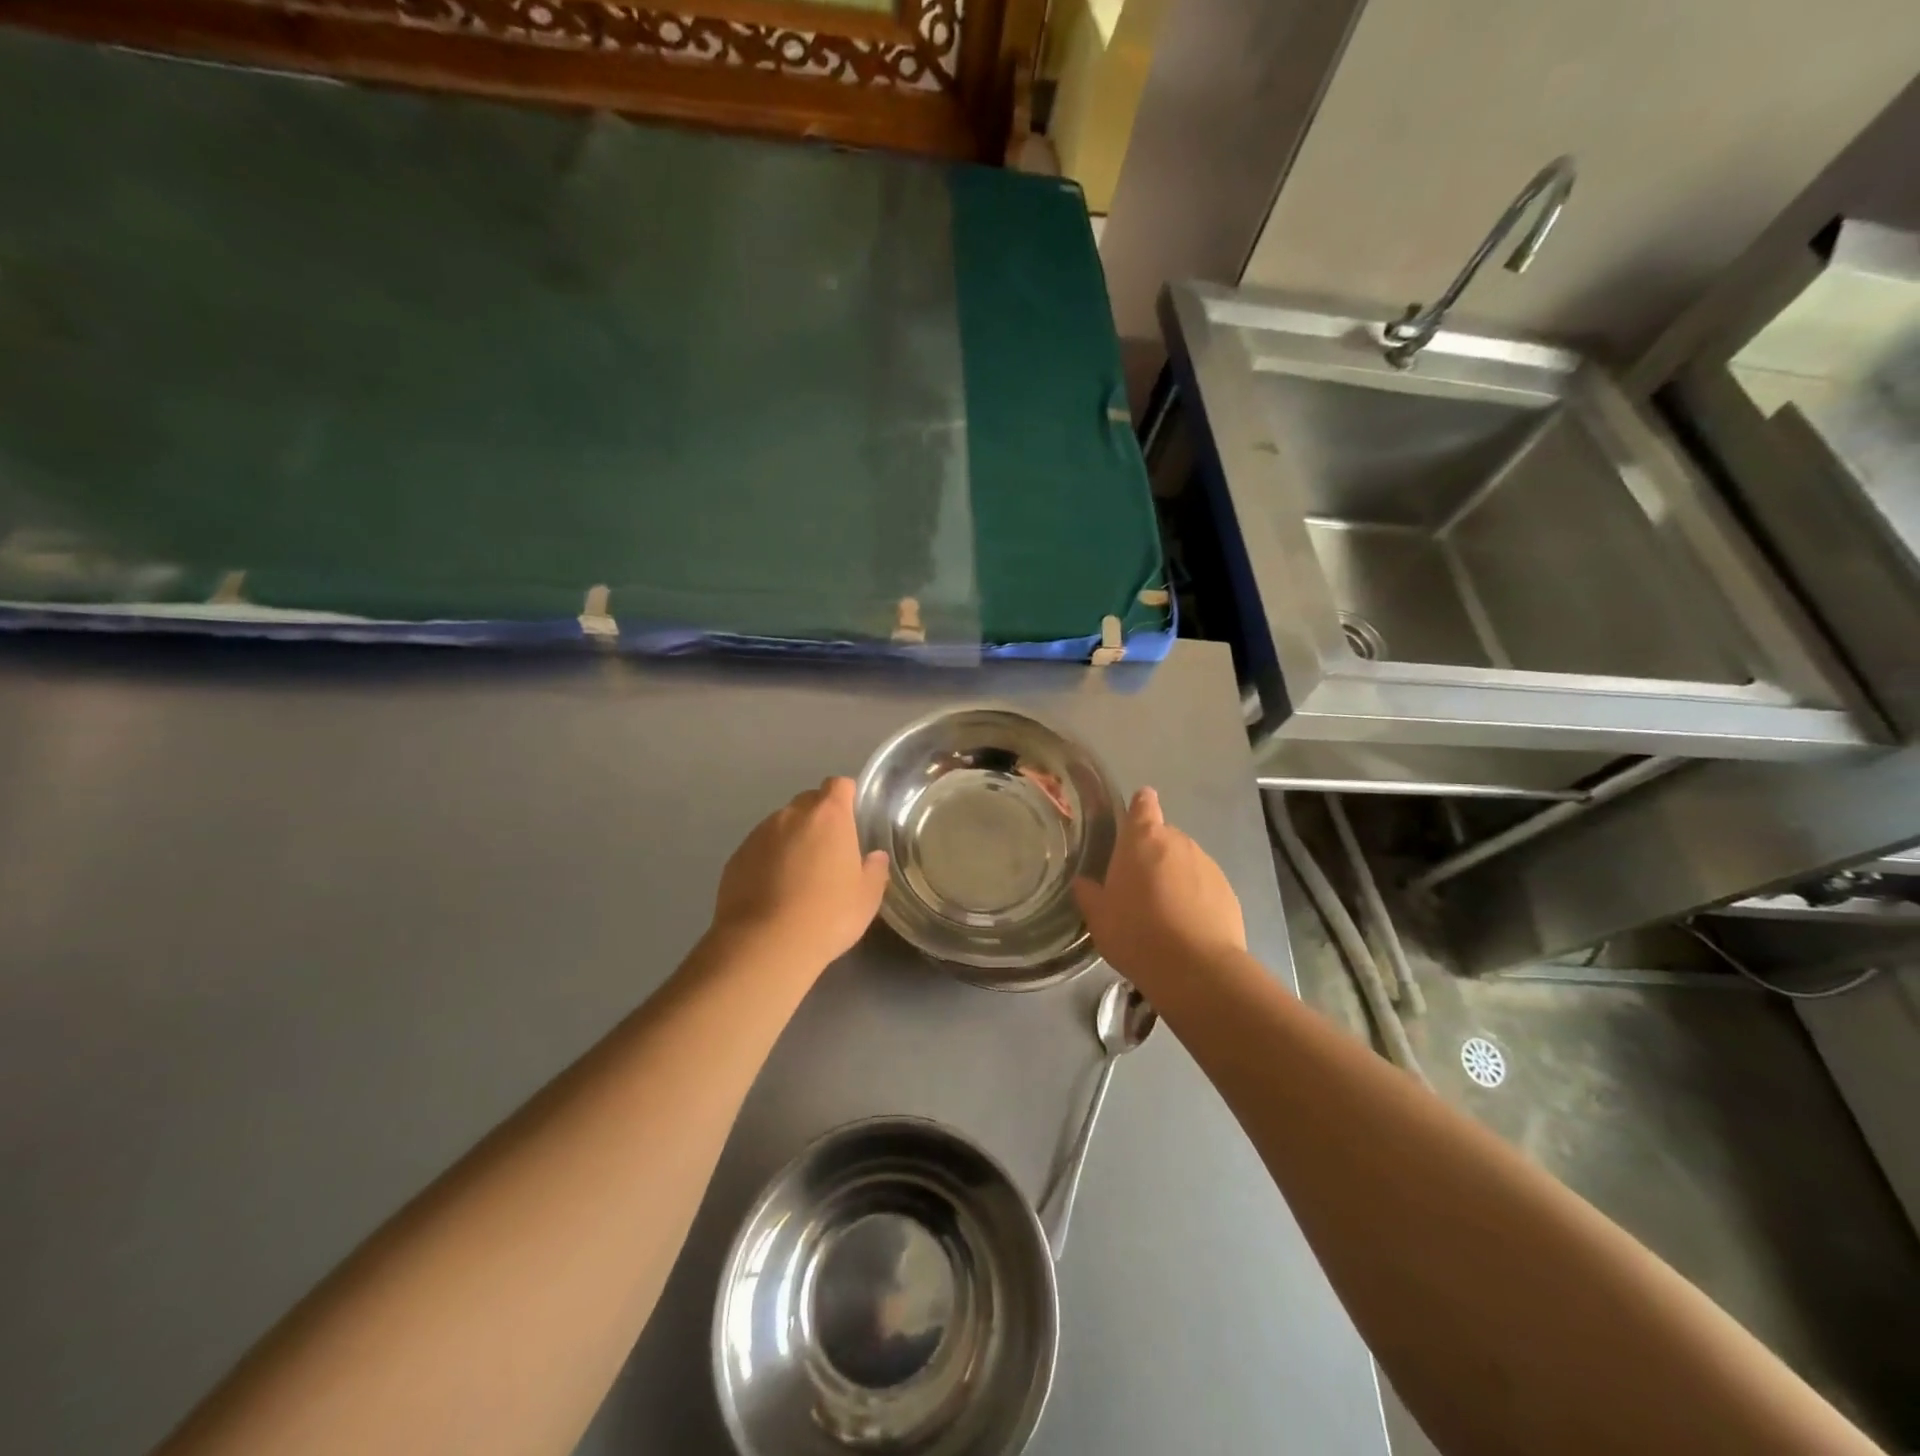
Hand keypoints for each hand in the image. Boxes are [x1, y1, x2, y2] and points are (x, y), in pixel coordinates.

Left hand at [711, 777, 890, 973]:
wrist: (765, 944)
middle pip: (809, 801)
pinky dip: (768, 859)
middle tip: (829, 851)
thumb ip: (874, 870)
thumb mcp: (866, 898)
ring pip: (782, 825)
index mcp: (829, 816)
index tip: (853, 820)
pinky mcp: (736, 857)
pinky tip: (773, 890)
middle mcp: (792, 815)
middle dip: (820, 818)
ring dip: (792, 839)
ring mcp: (759, 834)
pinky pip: (759, 848)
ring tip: (799, 876)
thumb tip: (875, 857)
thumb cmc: (828, 915)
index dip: (847, 798)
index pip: (839, 785)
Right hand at [1074, 787, 1244, 991]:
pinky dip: (1195, 898)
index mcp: (1142, 840)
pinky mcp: (1228, 891)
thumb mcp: (1099, 917)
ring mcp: (1207, 865)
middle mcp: (1178, 842)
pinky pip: (1204, 886)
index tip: (1135, 815)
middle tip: (1138, 887)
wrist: (1196, 970)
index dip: (1140, 805)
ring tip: (1163, 913)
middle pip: (1163, 837)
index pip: (1143, 804)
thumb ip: (1090, 894)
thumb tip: (1084, 882)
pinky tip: (1186, 927)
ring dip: (1174, 877)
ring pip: (1185, 862)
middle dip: (1152, 855)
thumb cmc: (1136, 934)